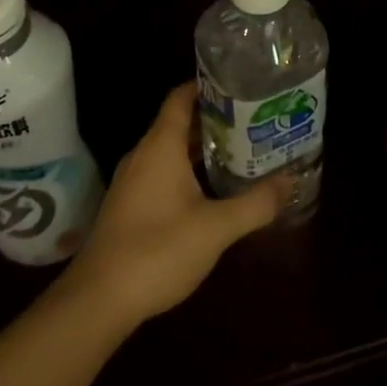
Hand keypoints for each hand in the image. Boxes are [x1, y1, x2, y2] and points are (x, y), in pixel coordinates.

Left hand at [61, 82, 290, 327]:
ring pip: (172, 151)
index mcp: (160, 147)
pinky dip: (189, 171)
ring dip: (203, 148)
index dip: (207, 85)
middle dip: (216, 119)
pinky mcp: (129, 207)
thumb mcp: (216, 228)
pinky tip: (213, 189)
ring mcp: (133, 183)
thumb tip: (289, 181)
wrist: (97, 302)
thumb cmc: (157, 251)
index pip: (181, 98)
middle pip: (180, 123)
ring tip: (243, 149)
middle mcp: (144, 156)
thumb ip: (256, 203)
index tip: (240, 83)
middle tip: (255, 119)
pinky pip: (163, 174)